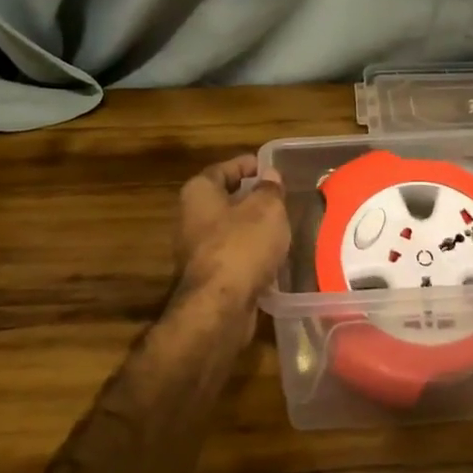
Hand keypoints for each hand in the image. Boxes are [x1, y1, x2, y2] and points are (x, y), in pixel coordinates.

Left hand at [173, 155, 291, 307]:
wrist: (220, 307)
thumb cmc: (242, 245)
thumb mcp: (266, 209)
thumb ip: (270, 189)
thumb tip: (269, 176)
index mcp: (199, 193)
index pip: (222, 169)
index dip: (246, 165)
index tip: (268, 166)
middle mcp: (191, 219)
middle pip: (224, 200)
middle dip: (250, 198)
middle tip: (279, 197)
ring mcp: (197, 251)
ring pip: (229, 231)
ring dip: (252, 228)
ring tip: (282, 225)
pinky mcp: (209, 278)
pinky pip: (233, 256)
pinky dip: (251, 254)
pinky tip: (273, 256)